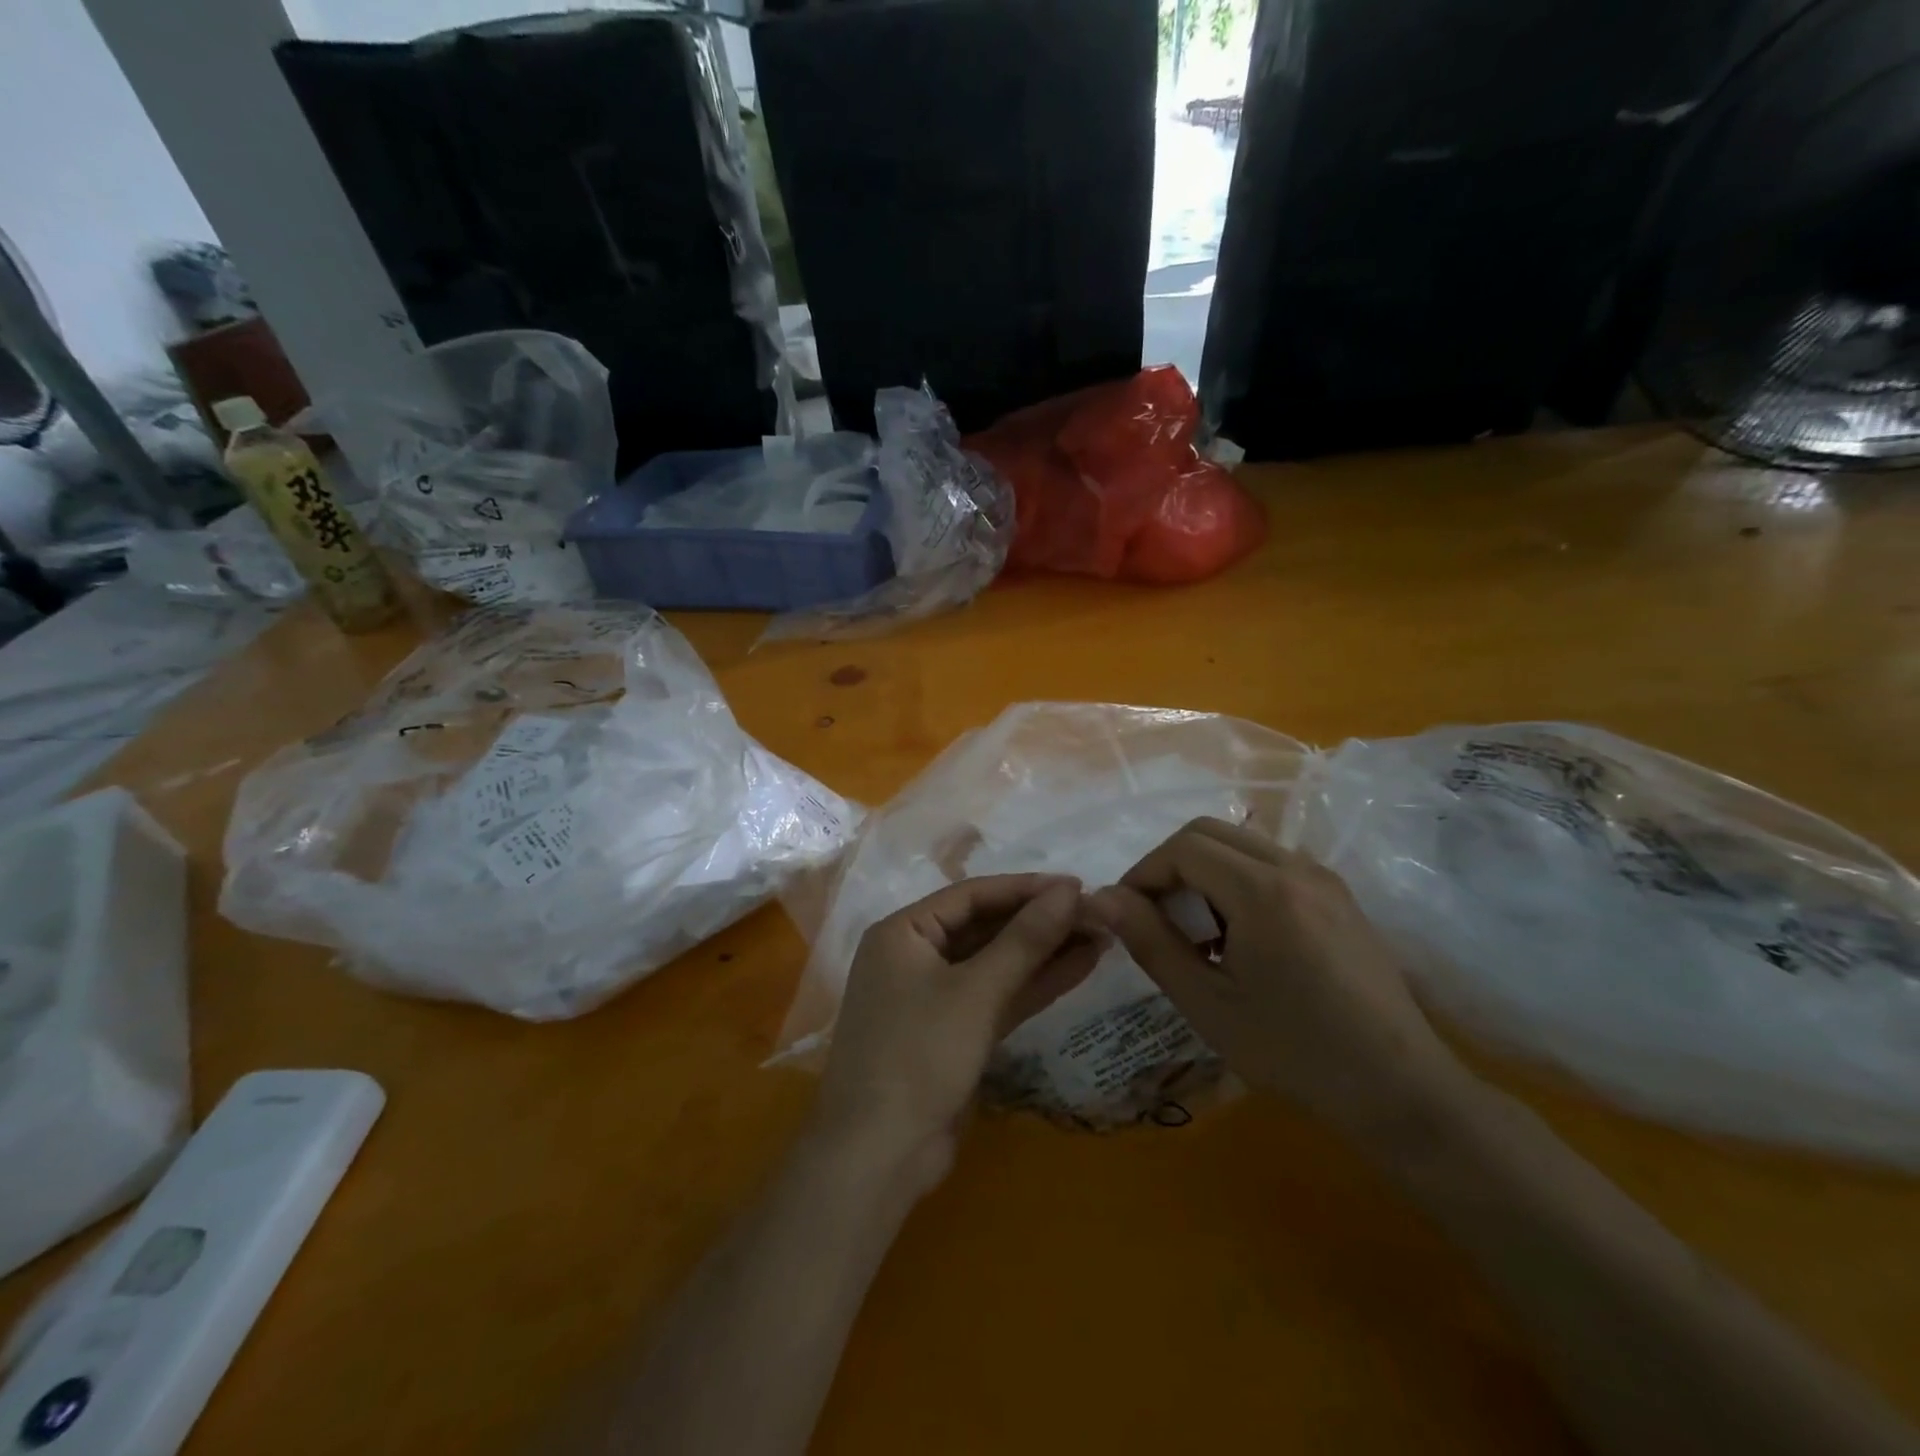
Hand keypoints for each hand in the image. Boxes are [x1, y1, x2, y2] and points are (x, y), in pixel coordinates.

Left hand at [812, 874, 1103, 1195]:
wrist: (879, 1156)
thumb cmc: (918, 1055)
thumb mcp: (976, 992)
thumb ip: (1025, 939)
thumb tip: (1069, 890)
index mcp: (903, 932)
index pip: (972, 895)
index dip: (1026, 889)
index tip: (1077, 885)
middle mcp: (916, 955)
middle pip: (986, 927)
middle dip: (1040, 922)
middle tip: (1097, 913)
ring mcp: (935, 996)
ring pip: (997, 963)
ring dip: (1044, 952)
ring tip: (1100, 936)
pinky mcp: (955, 1032)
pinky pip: (998, 996)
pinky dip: (1034, 984)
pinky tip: (1079, 967)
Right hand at [1089, 818, 1469, 1137]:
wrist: (1401, 1090)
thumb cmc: (1295, 1052)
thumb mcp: (1207, 1004)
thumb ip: (1151, 942)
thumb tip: (1102, 898)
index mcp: (1263, 891)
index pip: (1183, 847)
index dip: (1144, 872)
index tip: (1127, 914)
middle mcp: (1296, 867)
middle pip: (1211, 832)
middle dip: (1170, 864)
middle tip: (1155, 916)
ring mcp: (1324, 878)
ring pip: (1242, 844)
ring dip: (1205, 871)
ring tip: (1196, 931)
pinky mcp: (1339, 896)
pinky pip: (1272, 864)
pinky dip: (1238, 880)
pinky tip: (1240, 936)